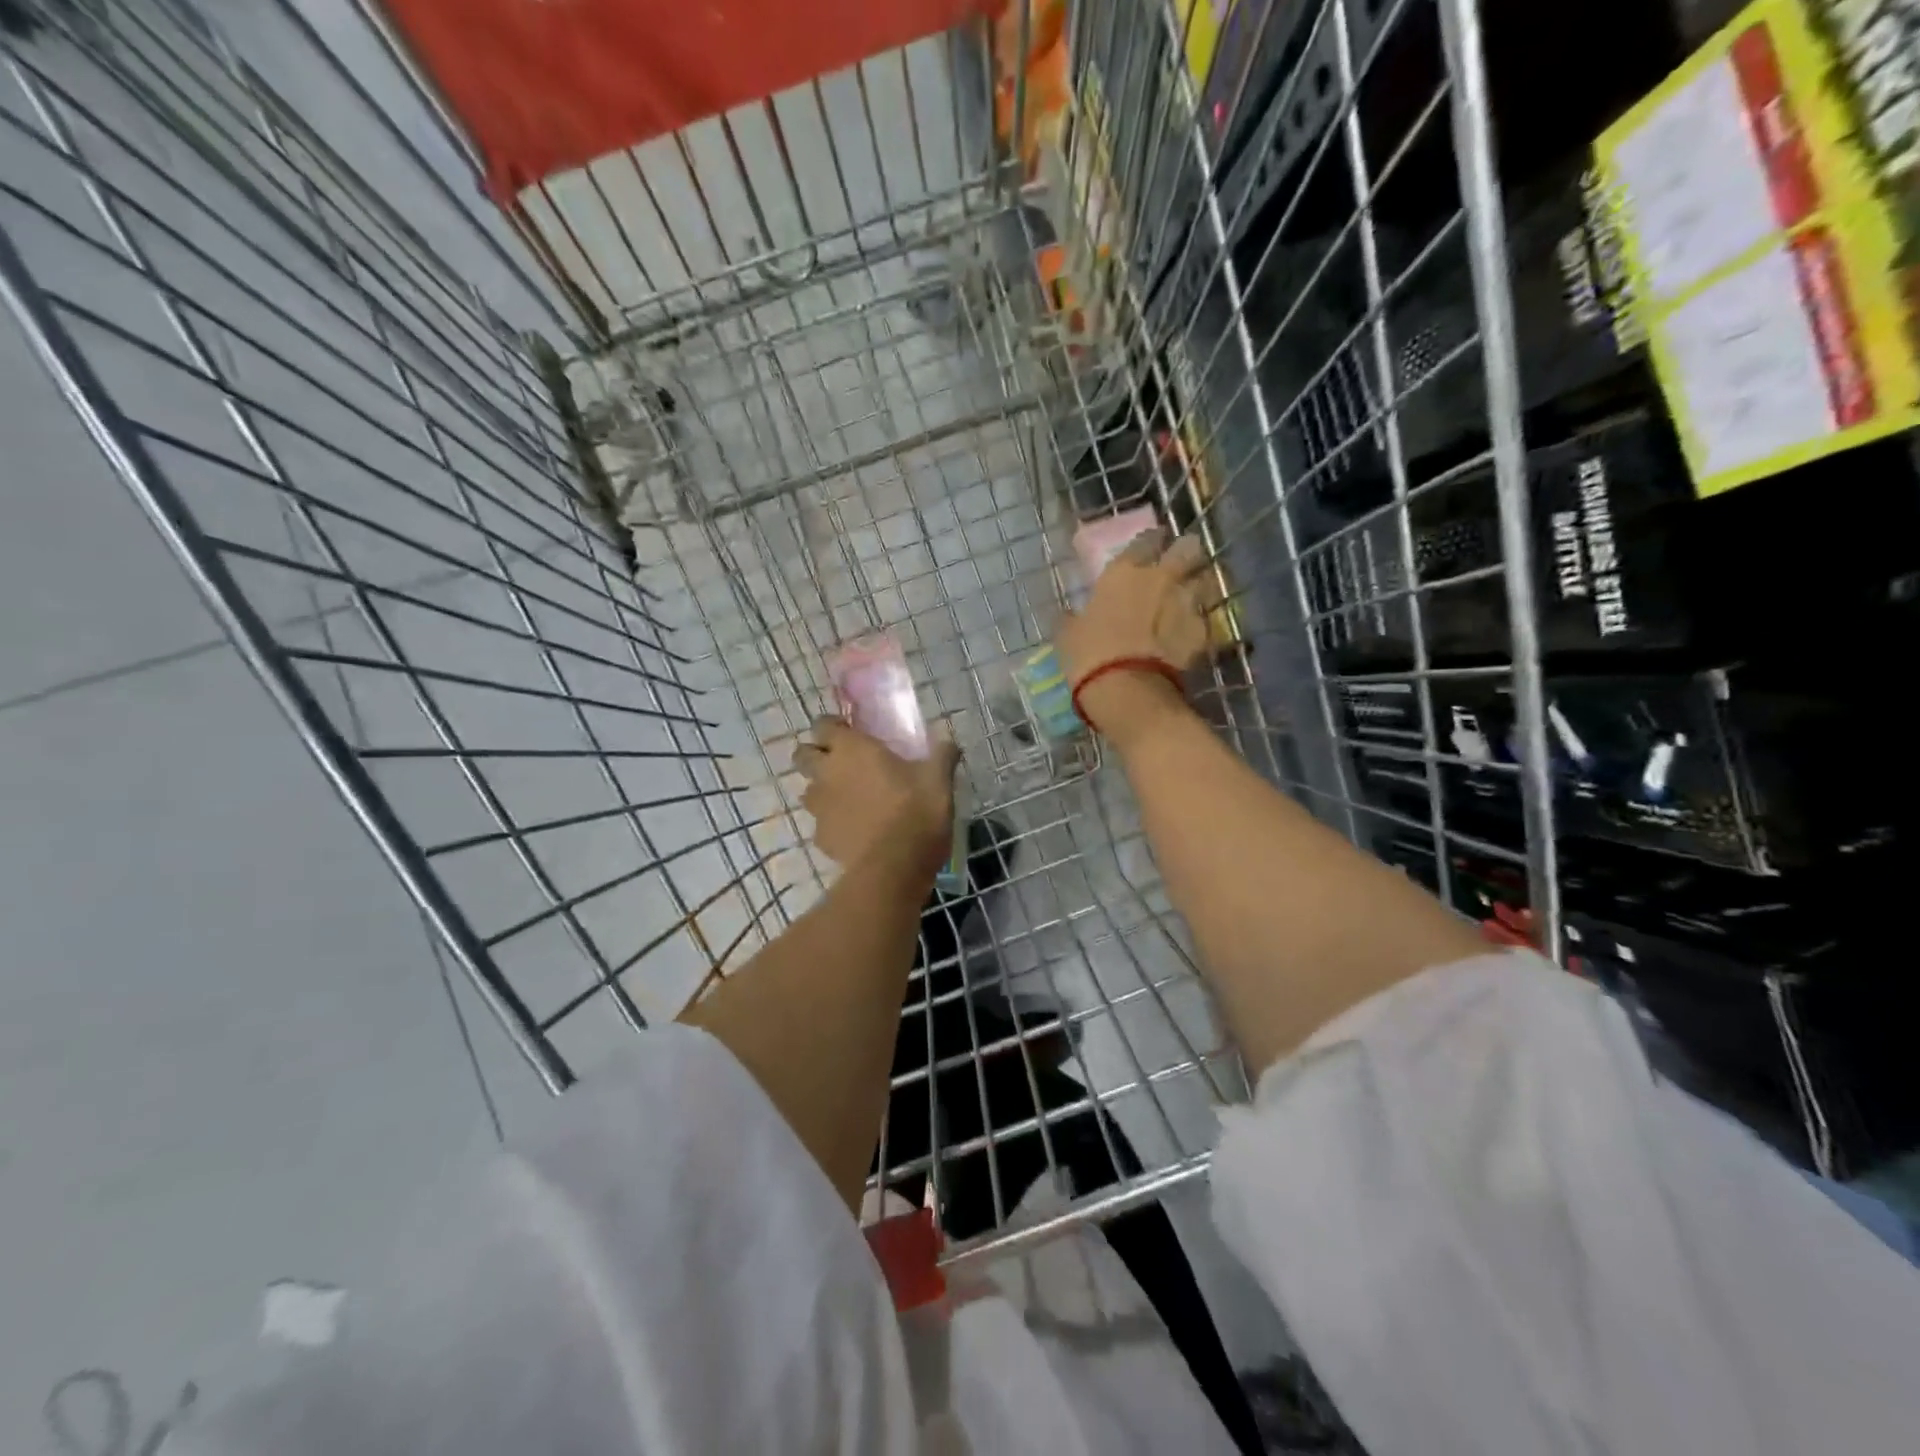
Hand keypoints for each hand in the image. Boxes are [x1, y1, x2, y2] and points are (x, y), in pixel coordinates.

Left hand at [793, 717, 959, 871]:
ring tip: (848, 799)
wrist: (894, 868)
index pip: (822, 725)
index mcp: (851, 750)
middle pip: (802, 755)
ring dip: (822, 791)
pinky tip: (855, 831)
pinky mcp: (821, 838)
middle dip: (815, 755)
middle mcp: (826, 773)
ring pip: (808, 791)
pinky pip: (821, 824)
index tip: (850, 732)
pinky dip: (833, 824)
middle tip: (842, 763)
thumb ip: (942, 756)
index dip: (833, 727)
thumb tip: (949, 741)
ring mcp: (819, 808)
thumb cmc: (916, 812)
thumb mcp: (938, 780)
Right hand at [1055, 530, 1213, 743]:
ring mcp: (1186, 603)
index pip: (1146, 539)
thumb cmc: (1089, 656)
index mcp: (1124, 572)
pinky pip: (1205, 620)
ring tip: (1190, 598)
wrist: (1127, 690)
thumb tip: (1068, 615)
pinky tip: (1189, 635)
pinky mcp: (1202, 632)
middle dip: (1186, 553)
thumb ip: (1072, 618)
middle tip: (1179, 564)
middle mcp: (1161, 578)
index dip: (1150, 542)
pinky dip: (1199, 624)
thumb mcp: (1068, 635)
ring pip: (1206, 580)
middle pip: (1188, 548)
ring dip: (1200, 585)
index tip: (1150, 549)